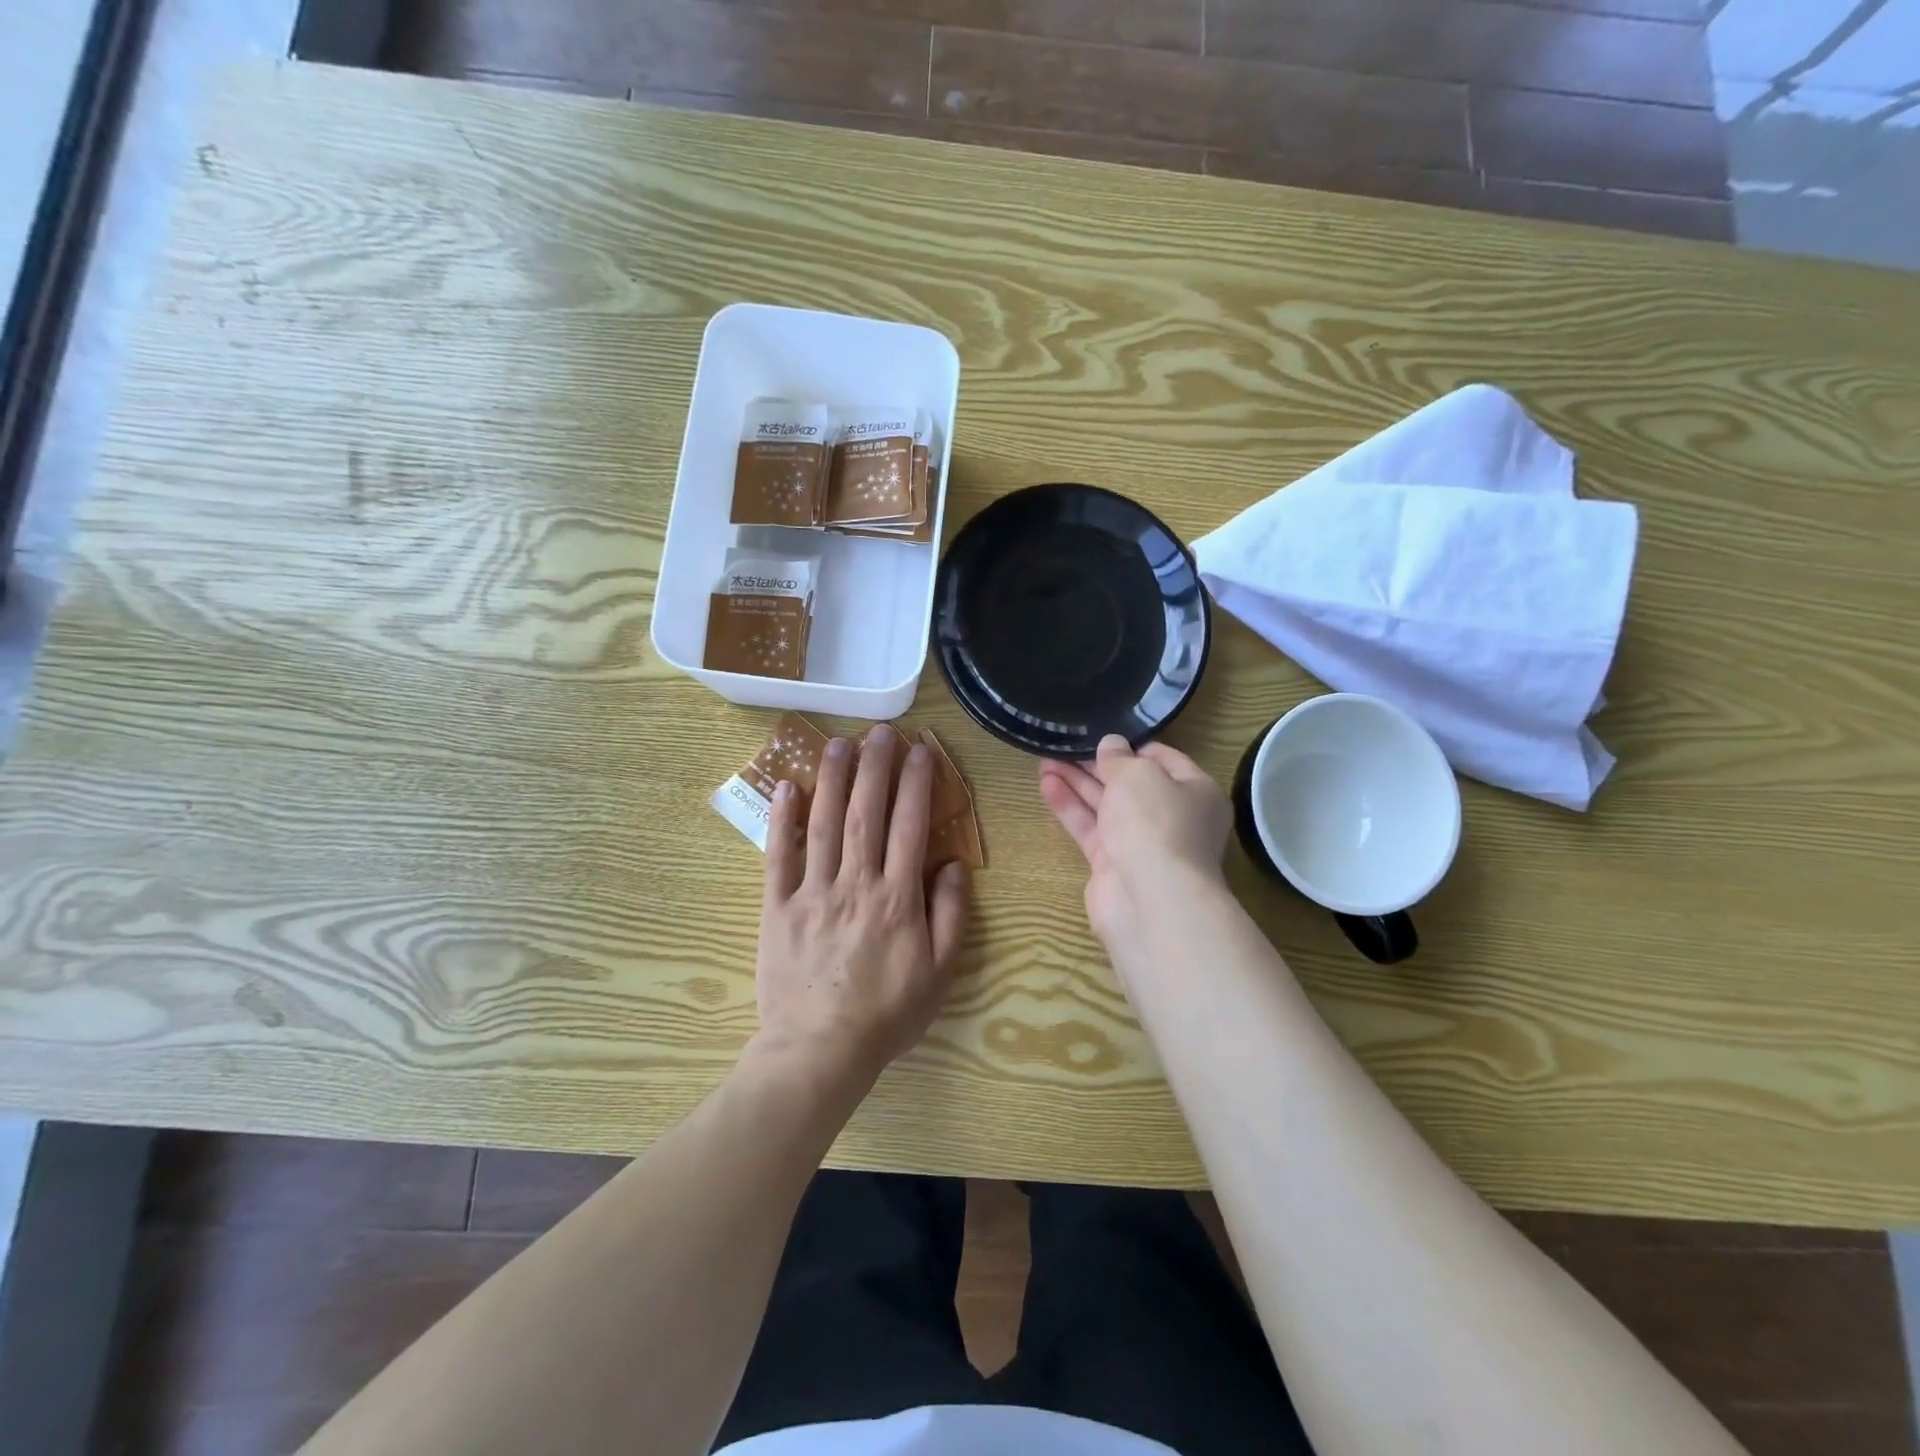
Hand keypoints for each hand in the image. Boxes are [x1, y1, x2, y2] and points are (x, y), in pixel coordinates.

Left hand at [755, 724, 969, 1083]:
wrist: (820, 1051)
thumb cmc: (888, 1013)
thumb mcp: (940, 972)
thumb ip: (950, 914)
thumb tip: (952, 864)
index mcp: (897, 897)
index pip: (910, 826)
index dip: (917, 784)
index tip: (921, 750)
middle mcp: (856, 883)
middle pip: (866, 813)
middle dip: (875, 767)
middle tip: (880, 732)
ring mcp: (812, 892)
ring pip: (823, 824)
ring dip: (832, 779)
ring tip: (838, 743)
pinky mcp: (778, 907)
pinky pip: (778, 857)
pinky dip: (781, 821)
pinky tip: (786, 789)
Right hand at [1039, 734, 1231, 942]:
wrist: (1150, 899)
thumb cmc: (1155, 823)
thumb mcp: (1138, 775)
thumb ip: (1119, 757)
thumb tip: (1111, 745)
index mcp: (1195, 791)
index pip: (1162, 759)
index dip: (1130, 744)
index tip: (1100, 732)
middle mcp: (1171, 816)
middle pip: (1129, 783)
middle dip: (1096, 764)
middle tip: (1063, 744)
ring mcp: (1141, 843)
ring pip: (1105, 805)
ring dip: (1077, 782)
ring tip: (1044, 758)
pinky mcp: (1112, 864)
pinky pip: (1090, 828)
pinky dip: (1070, 807)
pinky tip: (1046, 785)